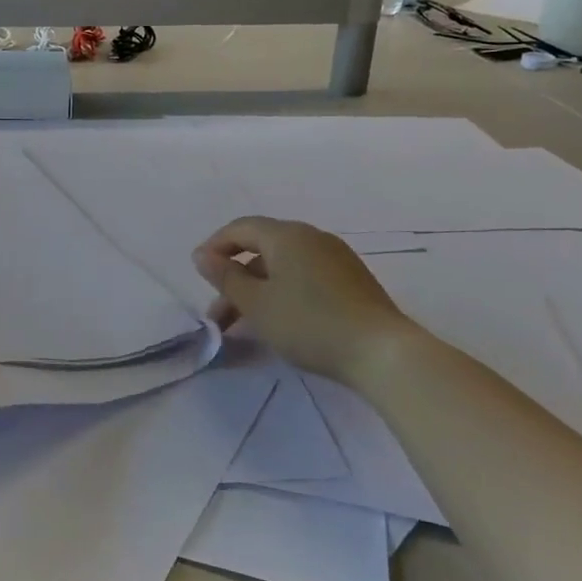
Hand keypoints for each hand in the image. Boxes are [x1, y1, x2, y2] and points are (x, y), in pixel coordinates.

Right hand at [193, 217, 417, 380]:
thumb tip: (202, 255)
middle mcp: (311, 236)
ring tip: (246, 324)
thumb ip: (226, 277)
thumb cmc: (309, 323)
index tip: (199, 275)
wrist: (382, 352)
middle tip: (218, 314)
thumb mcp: (257, 304)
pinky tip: (281, 320)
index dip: (215, 247)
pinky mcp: (352, 279)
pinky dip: (283, 291)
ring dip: (258, 289)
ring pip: (283, 265)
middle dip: (235, 278)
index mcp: (286, 235)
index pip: (240, 228)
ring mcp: (336, 257)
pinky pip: (305, 275)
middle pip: (261, 248)